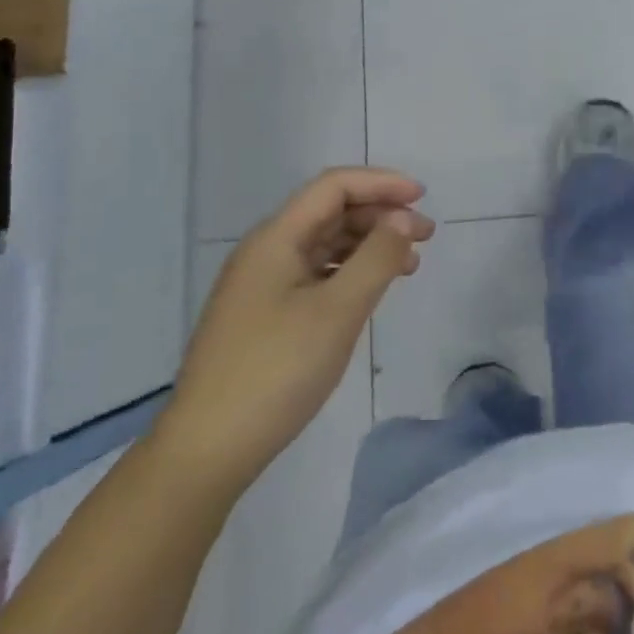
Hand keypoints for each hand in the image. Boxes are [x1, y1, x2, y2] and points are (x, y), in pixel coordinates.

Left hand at [158, 169, 434, 493]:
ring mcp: (262, 284)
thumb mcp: (338, 311)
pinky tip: (372, 290)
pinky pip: (316, 274)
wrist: (206, 450)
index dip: (381, 183)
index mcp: (276, 238)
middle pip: (330, 212)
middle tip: (426, 235)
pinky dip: (350, 272)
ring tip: (410, 264)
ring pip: (325, 244)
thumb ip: (377, 257)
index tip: (422, 197)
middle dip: (380, 215)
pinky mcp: (265, 315)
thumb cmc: (276, 371)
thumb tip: (404, 218)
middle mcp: (266, 251)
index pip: (333, 187)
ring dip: (369, 244)